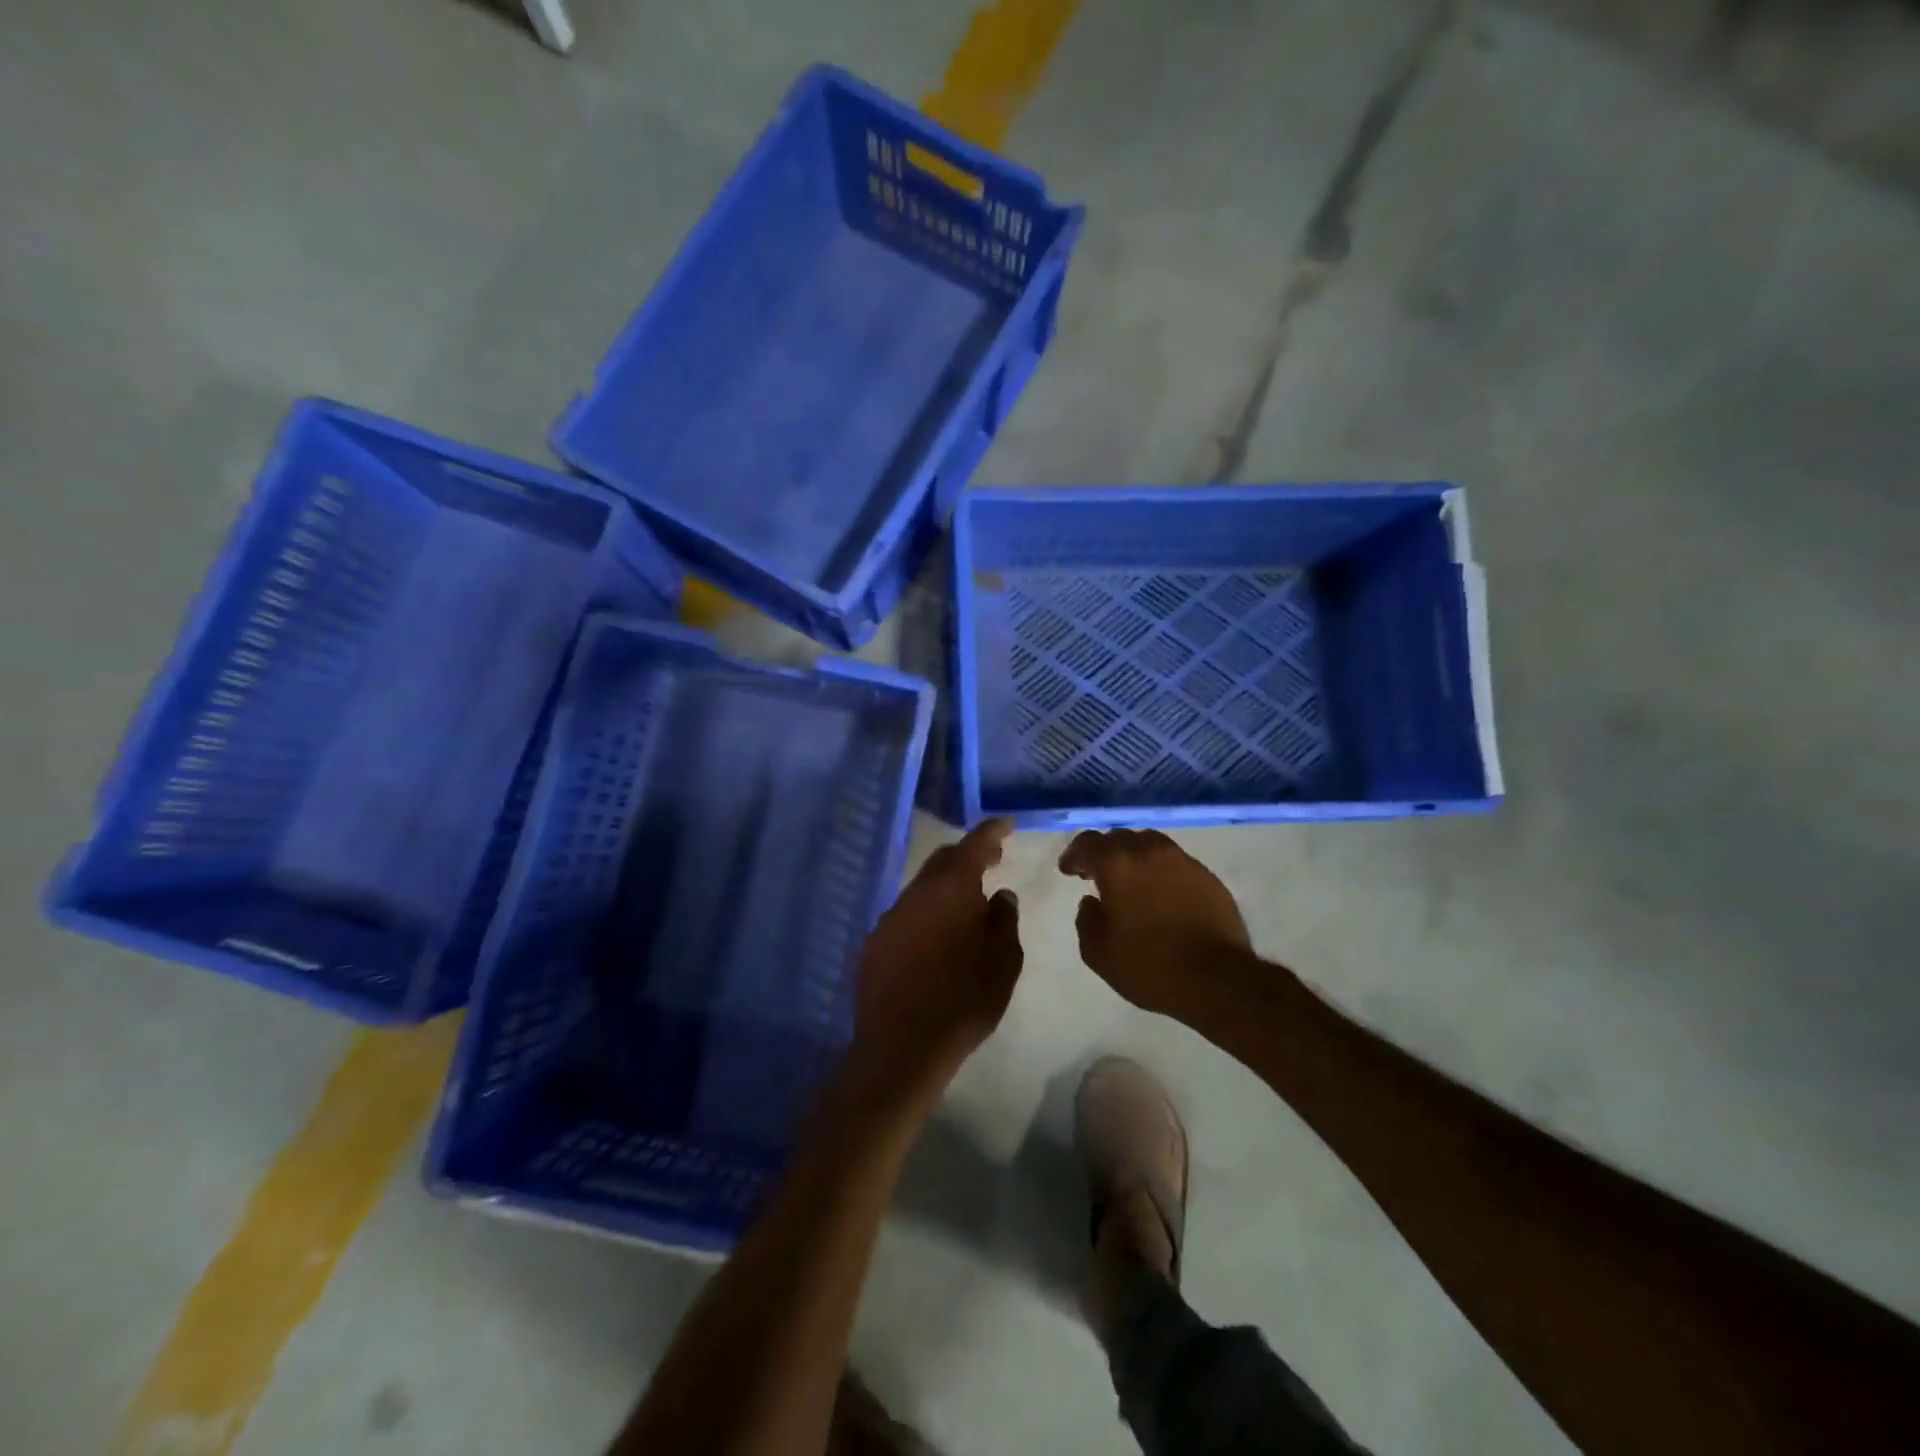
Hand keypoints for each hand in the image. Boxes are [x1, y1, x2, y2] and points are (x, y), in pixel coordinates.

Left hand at [851, 819, 1023, 1100]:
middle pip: (943, 862)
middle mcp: (916, 892)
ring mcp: (889, 917)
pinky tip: (935, 941)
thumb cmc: (965, 996)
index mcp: (951, 886)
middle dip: (968, 857)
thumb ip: (1003, 919)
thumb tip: (998, 896)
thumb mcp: (1004, 958)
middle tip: (991, 862)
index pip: (975, 843)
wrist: (904, 1044)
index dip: (993, 831)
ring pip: (922, 890)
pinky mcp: (874, 944)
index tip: (1007, 824)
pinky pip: (905, 918)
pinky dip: (925, 917)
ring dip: (944, 890)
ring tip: (966, 907)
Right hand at [1059, 829, 1249, 1013]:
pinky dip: (1161, 870)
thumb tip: (1090, 902)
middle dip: (1104, 853)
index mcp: (1118, 865)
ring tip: (1131, 881)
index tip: (1069, 871)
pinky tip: (1161, 894)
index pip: (1089, 843)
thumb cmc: (1150, 967)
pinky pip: (1175, 861)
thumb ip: (1087, 922)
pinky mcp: (1207, 876)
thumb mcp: (1100, 955)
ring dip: (1134, 856)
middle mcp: (1149, 852)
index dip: (1075, 854)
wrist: (1217, 979)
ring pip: (1150, 844)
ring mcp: (1183, 861)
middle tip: (1097, 875)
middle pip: (1120, 837)